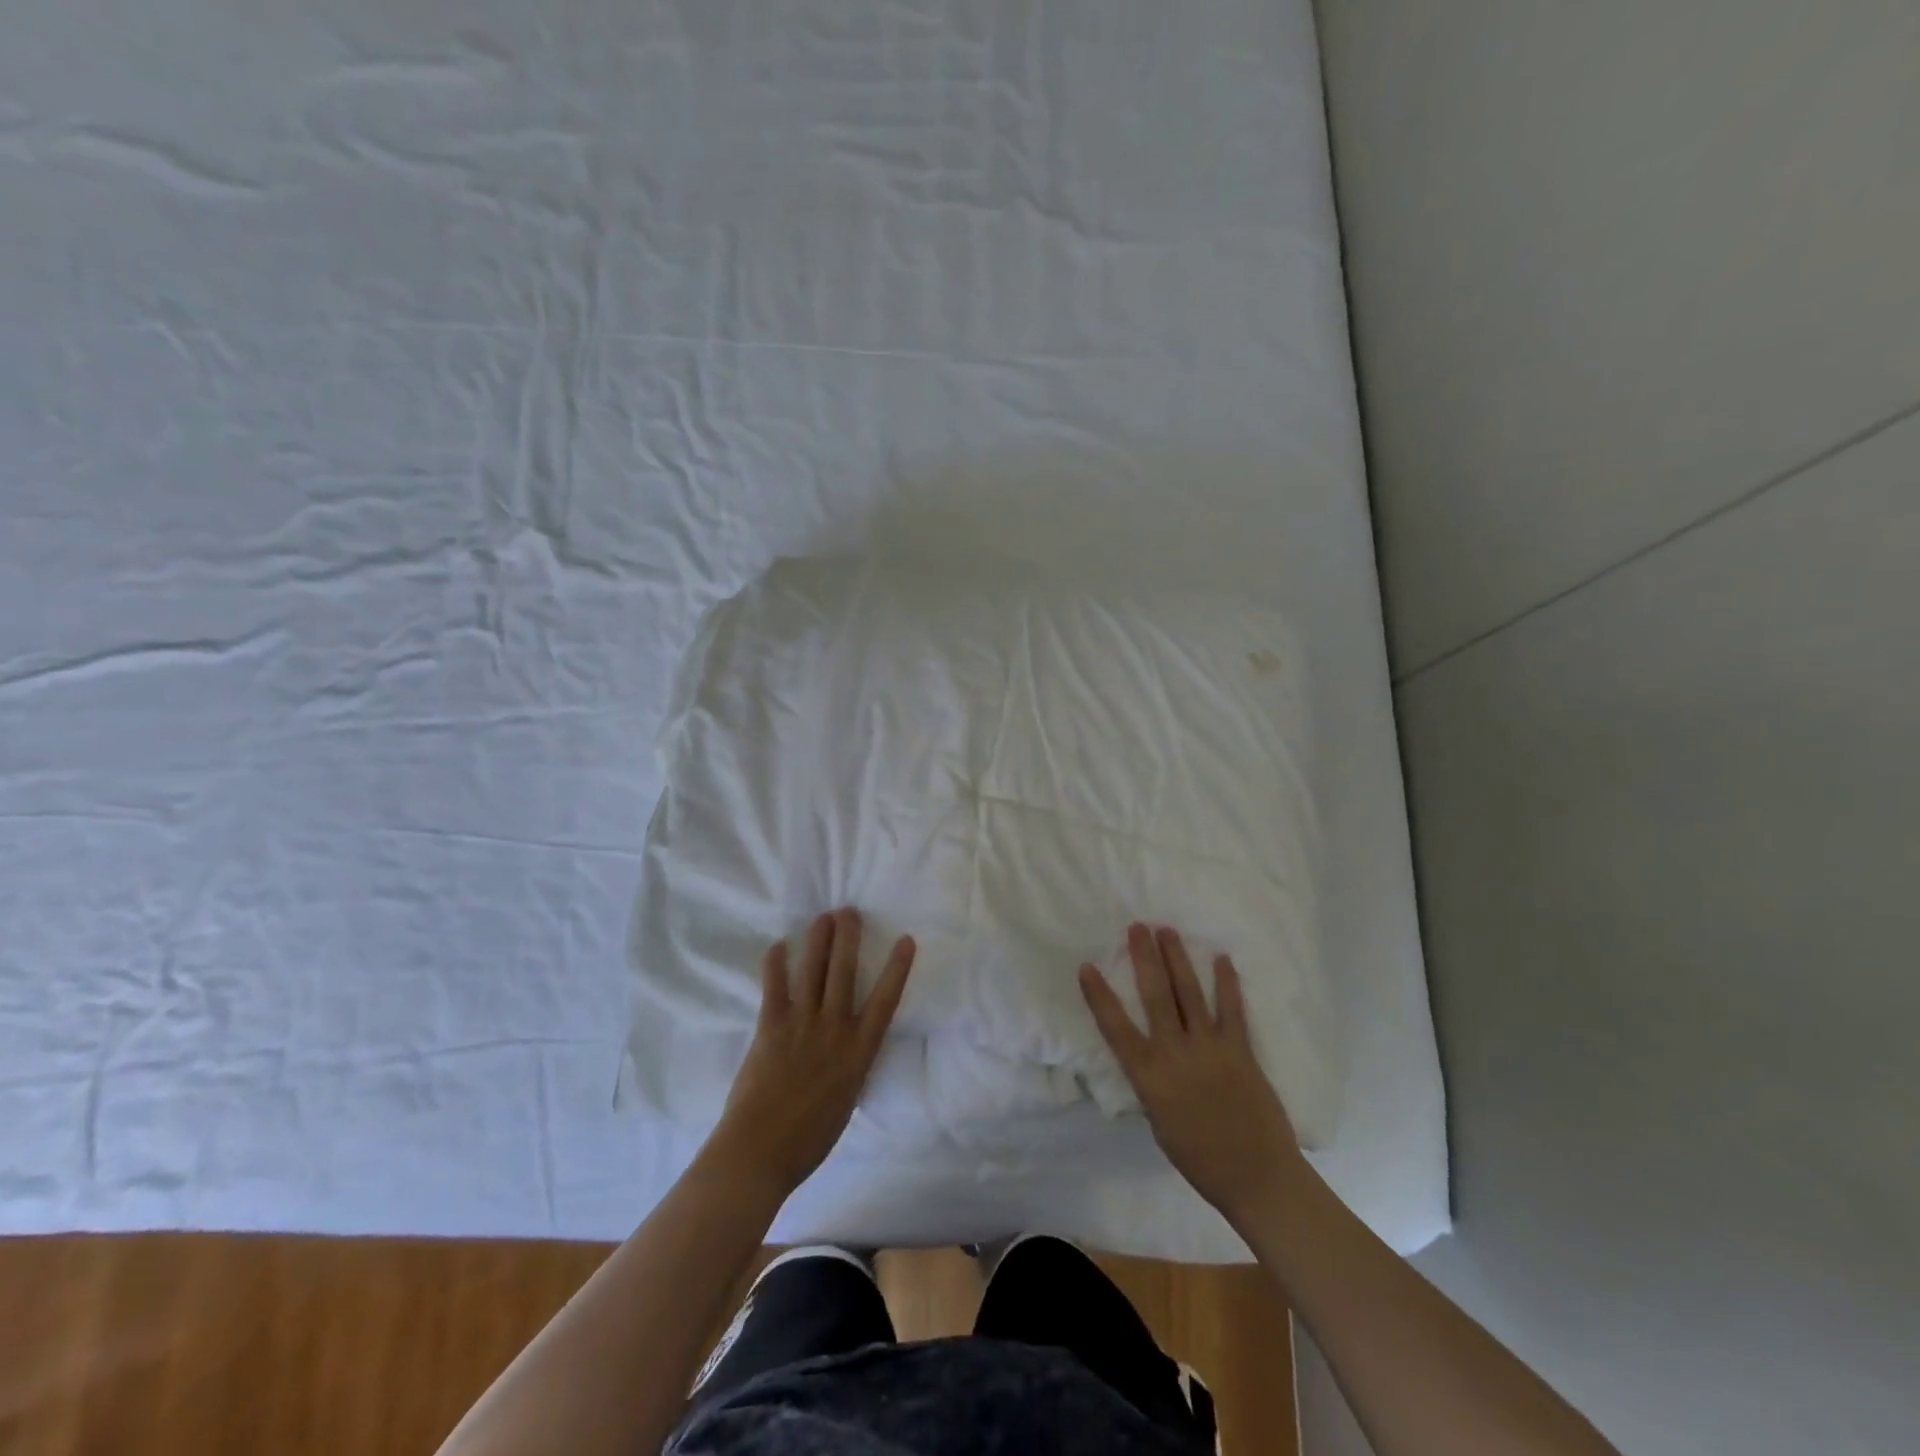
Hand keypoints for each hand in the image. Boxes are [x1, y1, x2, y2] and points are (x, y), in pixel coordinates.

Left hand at [708, 908, 914, 1197]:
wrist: (761, 1152)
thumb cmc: (809, 1139)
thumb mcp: (846, 1101)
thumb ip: (851, 1067)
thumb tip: (850, 1049)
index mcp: (858, 1052)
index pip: (885, 1001)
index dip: (897, 968)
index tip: (905, 939)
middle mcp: (834, 1029)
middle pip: (845, 973)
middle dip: (849, 938)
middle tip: (850, 911)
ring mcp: (802, 1024)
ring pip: (815, 972)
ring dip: (819, 941)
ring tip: (824, 917)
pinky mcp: (771, 1027)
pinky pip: (775, 987)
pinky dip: (777, 964)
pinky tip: (779, 945)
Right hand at [1080, 924, 1302, 1225]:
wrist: (1256, 1177)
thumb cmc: (1199, 1159)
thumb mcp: (1158, 1123)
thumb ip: (1152, 1083)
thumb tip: (1149, 1056)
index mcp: (1149, 1077)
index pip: (1115, 1027)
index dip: (1099, 995)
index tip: (1087, 966)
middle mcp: (1175, 1053)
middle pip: (1156, 995)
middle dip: (1144, 957)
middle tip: (1137, 926)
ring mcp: (1210, 1048)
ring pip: (1189, 992)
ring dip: (1177, 958)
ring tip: (1167, 930)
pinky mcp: (1240, 1049)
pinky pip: (1232, 1009)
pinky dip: (1227, 982)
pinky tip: (1221, 958)